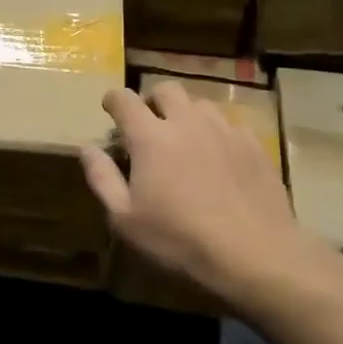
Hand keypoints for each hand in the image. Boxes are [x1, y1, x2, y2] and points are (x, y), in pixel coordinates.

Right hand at [80, 81, 308, 303]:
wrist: (255, 254)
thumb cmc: (180, 240)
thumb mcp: (126, 219)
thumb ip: (102, 178)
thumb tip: (87, 148)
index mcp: (150, 136)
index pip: (124, 99)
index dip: (113, 100)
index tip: (110, 110)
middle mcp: (186, 121)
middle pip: (166, 89)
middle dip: (153, 101)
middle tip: (151, 126)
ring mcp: (224, 129)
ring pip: (200, 104)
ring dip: (187, 115)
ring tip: (187, 141)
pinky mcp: (253, 144)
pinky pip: (230, 125)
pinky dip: (218, 134)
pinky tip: (221, 159)